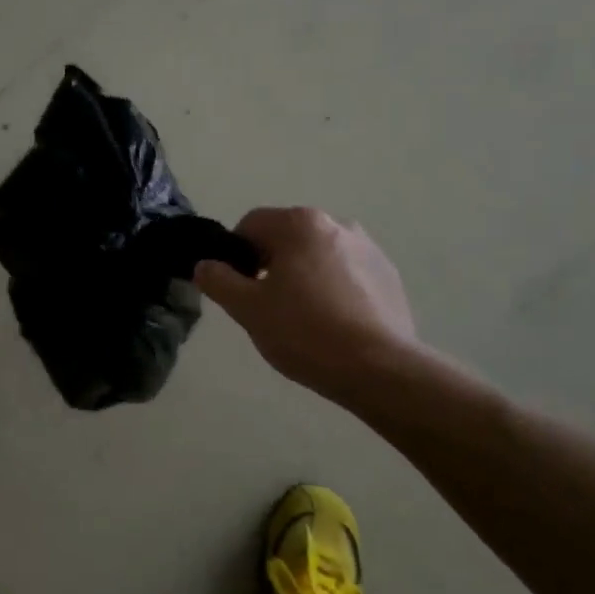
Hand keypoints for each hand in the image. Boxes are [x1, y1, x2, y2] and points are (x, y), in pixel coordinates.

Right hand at [194, 207, 419, 404]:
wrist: (380, 369)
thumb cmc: (305, 332)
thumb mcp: (247, 309)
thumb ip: (218, 281)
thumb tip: (205, 265)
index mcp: (299, 223)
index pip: (251, 224)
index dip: (236, 254)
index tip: (238, 288)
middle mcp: (336, 224)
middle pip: (287, 237)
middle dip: (271, 264)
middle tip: (267, 305)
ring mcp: (368, 248)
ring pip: (318, 255)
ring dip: (304, 275)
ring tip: (303, 318)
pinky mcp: (389, 275)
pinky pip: (347, 274)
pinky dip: (334, 289)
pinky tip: (334, 324)